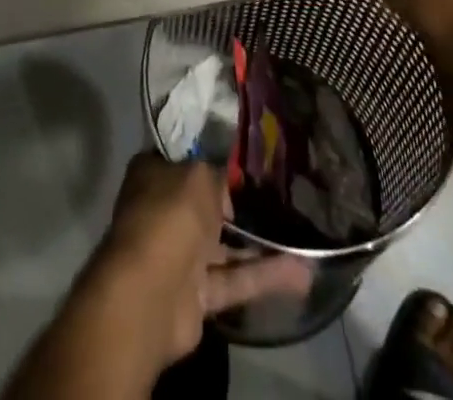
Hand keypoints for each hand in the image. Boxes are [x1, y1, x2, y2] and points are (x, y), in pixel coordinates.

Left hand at [81, 154, 310, 372]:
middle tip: (277, 195)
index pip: (182, 160)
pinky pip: (234, 280)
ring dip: (260, 245)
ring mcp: (179, 256)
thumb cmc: (170, 215)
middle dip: (237, 204)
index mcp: (152, 175)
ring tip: (300, 237)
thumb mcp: (199, 175)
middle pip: (205, 204)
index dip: (209, 157)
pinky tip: (301, 271)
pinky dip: (264, 277)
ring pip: (224, 246)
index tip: (241, 157)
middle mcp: (163, 212)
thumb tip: (225, 185)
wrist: (151, 293)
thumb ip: (216, 174)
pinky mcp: (197, 295)